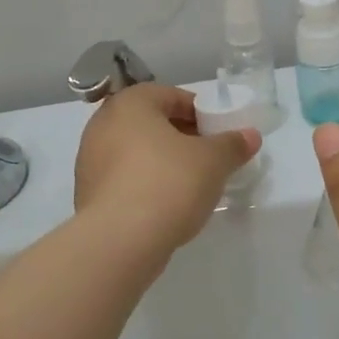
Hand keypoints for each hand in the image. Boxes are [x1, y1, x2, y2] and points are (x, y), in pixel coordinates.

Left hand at [74, 84, 260, 256]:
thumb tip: (250, 136)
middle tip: (209, 157)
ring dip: (163, 162)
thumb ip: (232, 144)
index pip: (172, 96)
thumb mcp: (213, 161)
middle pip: (152, 123)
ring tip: (191, 184)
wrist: (119, 242)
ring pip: (137, 152)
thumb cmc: (168, 183)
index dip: (200, 112)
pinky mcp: (88, 194)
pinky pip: (125, 179)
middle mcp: (103, 124)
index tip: (219, 133)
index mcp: (130, 104)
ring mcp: (90, 160)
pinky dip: (145, 184)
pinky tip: (167, 205)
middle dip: (182, 137)